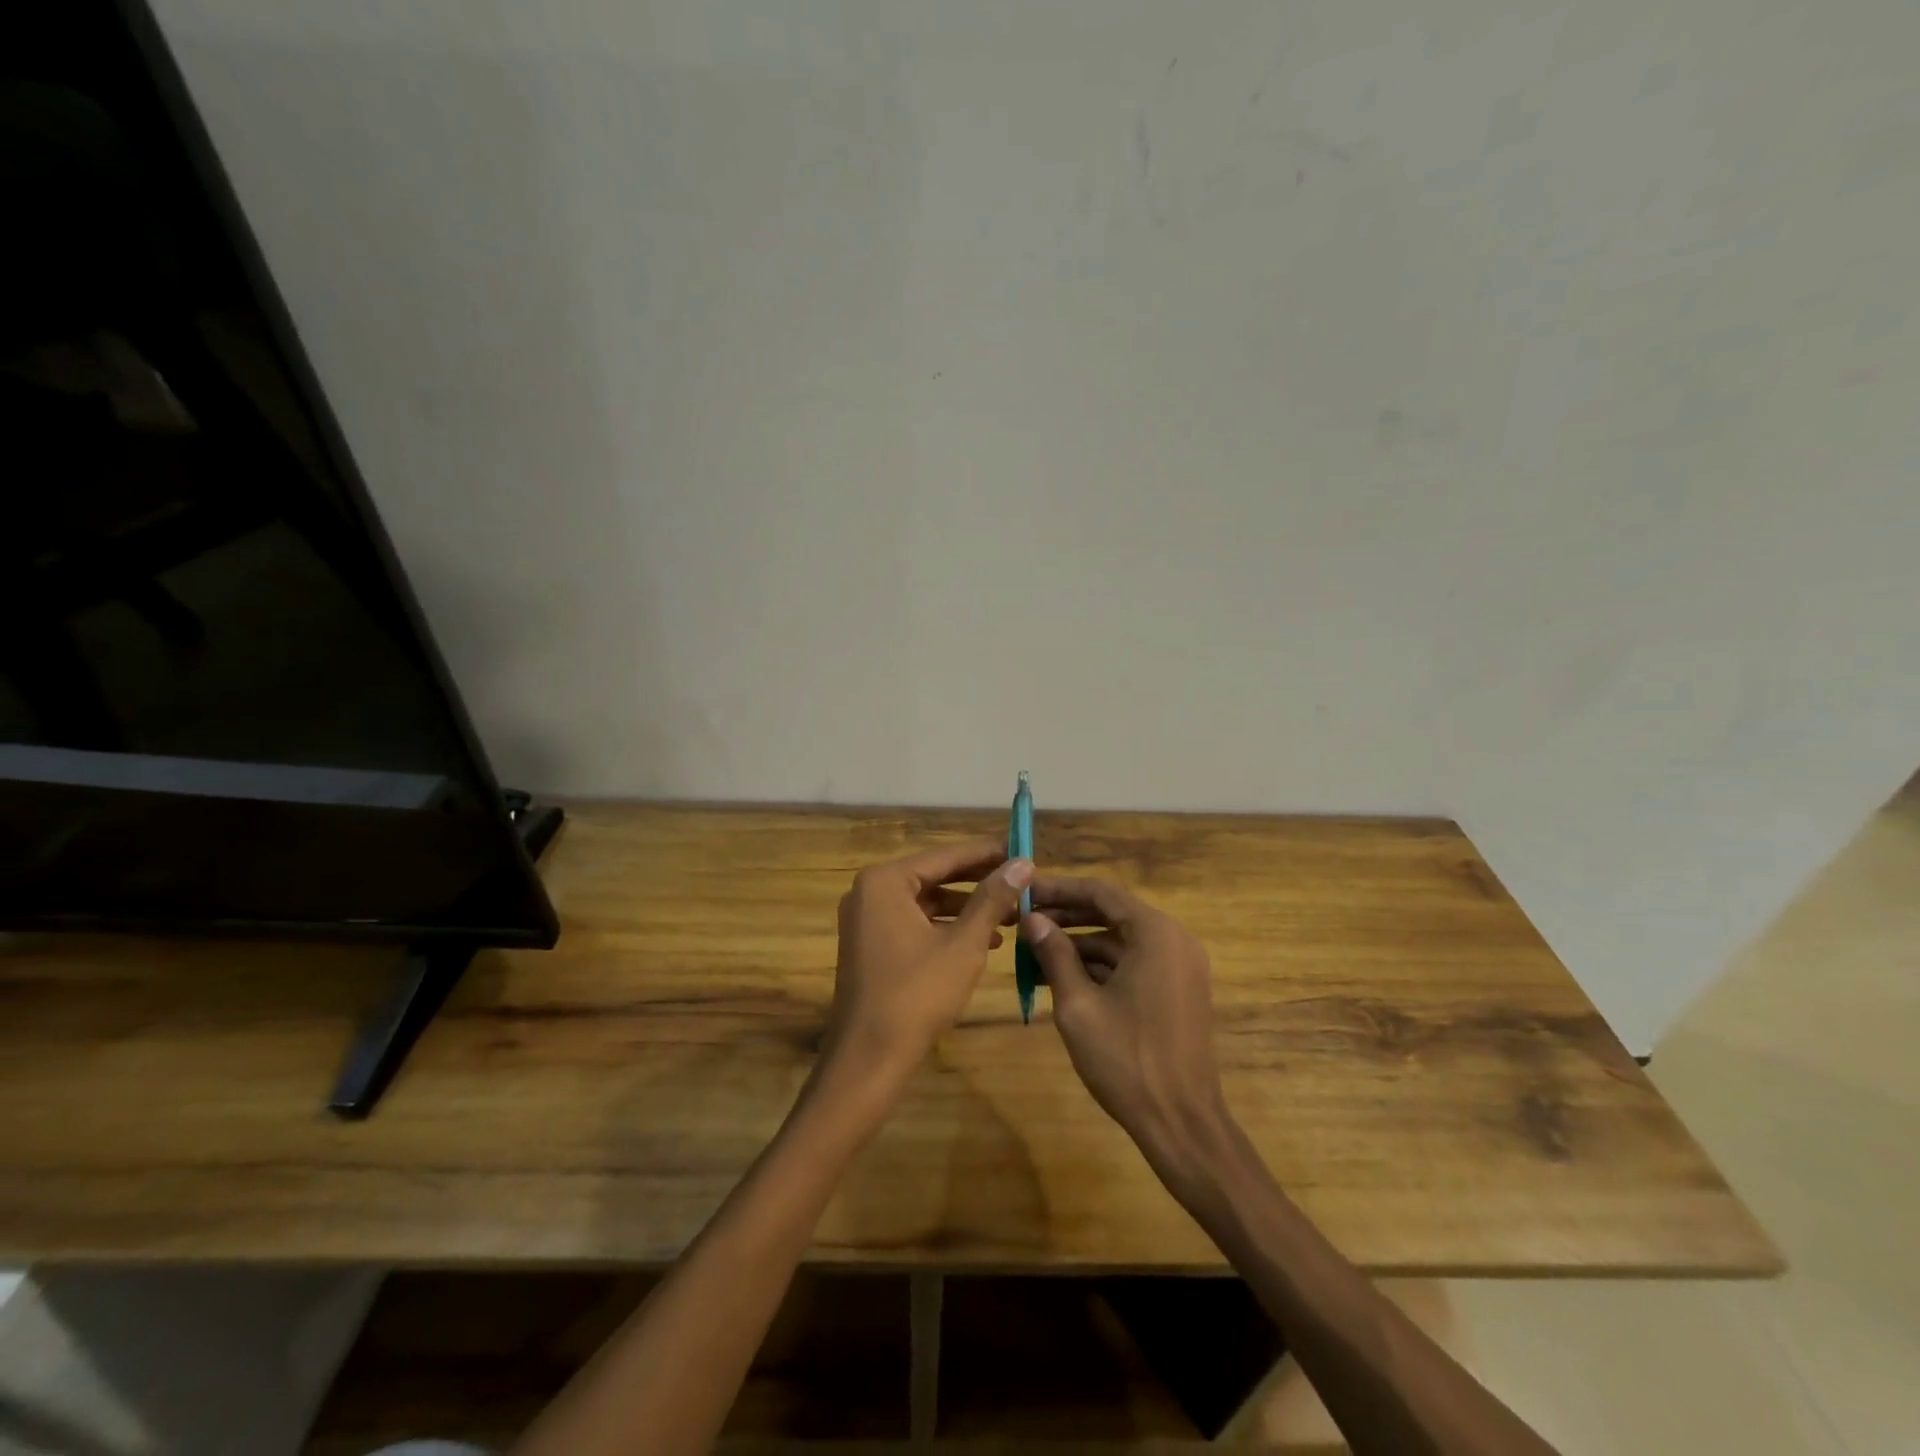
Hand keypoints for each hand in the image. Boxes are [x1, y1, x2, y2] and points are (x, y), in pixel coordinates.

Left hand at [824, 842, 1030, 1085]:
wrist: (869, 1057)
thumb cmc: (917, 994)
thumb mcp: (964, 944)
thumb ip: (992, 899)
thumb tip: (1022, 863)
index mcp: (885, 881)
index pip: (945, 856)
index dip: (986, 854)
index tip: (1021, 849)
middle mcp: (870, 892)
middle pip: (935, 876)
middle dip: (979, 882)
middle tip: (1021, 881)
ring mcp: (866, 920)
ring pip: (927, 902)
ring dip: (967, 908)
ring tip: (1010, 916)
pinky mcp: (871, 945)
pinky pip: (914, 923)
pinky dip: (946, 927)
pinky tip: (984, 941)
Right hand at [1023, 879, 1232, 1185]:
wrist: (1181, 1123)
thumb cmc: (1126, 1060)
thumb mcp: (1078, 1005)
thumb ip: (1055, 954)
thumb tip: (1032, 919)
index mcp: (1156, 933)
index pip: (1101, 893)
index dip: (1059, 890)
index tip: (1025, 891)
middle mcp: (1174, 940)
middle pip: (1112, 914)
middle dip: (1066, 917)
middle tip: (1024, 922)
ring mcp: (1179, 967)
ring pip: (1120, 942)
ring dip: (1079, 945)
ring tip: (1034, 954)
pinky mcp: (1177, 991)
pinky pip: (1134, 964)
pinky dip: (1100, 967)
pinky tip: (1062, 979)